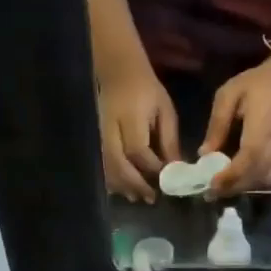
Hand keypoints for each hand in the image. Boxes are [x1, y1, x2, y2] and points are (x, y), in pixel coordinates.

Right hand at [98, 64, 180, 201]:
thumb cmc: (147, 91)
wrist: (119, 72)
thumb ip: (169, 139)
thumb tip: (176, 167)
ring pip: (106, 166)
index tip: (167, 178)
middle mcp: (109, 128)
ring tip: (138, 197)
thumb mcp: (165, 110)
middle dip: (135, 183)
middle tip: (151, 198)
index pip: (138, 149)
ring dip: (122, 185)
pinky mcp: (95, 139)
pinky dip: (112, 180)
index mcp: (129, 117)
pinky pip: (101, 164)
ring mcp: (98, 134)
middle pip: (118, 162)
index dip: (152, 167)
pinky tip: (123, 189)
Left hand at [200, 51, 270, 198]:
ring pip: (263, 181)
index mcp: (261, 127)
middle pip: (255, 176)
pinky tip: (237, 181)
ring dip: (241, 188)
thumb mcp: (228, 95)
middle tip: (208, 193)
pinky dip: (252, 183)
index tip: (210, 185)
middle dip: (231, 188)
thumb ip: (217, 124)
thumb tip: (203, 153)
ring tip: (220, 189)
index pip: (248, 160)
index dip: (230, 176)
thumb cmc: (257, 83)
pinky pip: (269, 177)